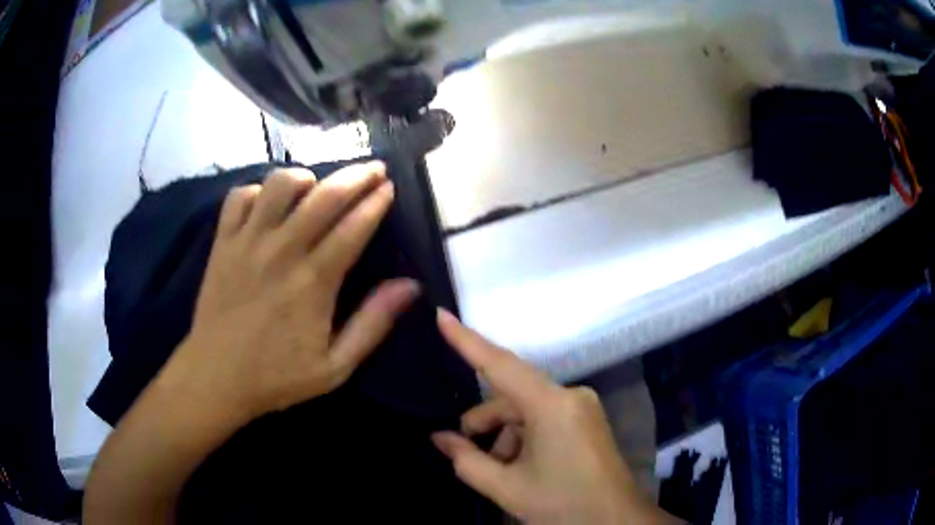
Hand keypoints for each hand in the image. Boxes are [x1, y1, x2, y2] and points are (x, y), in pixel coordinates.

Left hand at [158, 162, 419, 425]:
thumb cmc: (277, 377)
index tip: (390, 186)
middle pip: (325, 196)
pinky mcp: (222, 242)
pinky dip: (258, 191)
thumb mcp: (335, 367)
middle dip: (356, 176)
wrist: (215, 378)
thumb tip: (411, 286)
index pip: (353, 227)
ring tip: (315, 187)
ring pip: (279, 184)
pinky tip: (267, 204)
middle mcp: (281, 251)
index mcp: (313, 282)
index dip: (376, 202)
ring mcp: (247, 242)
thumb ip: (373, 324)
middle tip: (373, 168)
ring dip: (305, 177)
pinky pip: (239, 196)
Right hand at [432, 311, 671, 523]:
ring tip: (497, 469)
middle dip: (484, 421)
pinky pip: (545, 417)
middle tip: (464, 448)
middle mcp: (570, 395)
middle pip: (512, 396)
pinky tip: (519, 466)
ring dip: (505, 434)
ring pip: (528, 409)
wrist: (615, 522)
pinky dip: (525, 436)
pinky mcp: (587, 419)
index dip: (467, 340)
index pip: (500, 364)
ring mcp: (583, 406)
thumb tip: (439, 438)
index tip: (442, 316)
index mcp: (552, 406)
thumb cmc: (562, 504)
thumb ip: (467, 460)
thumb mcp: (507, 487)